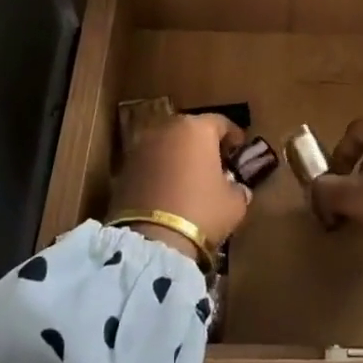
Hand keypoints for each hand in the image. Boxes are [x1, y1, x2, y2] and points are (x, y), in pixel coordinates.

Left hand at [108, 113, 250, 259]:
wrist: (151, 240)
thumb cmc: (202, 212)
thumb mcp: (234, 203)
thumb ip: (238, 188)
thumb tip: (236, 187)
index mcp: (197, 129)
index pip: (221, 122)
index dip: (233, 135)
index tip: (240, 149)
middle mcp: (167, 129)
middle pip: (190, 129)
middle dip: (203, 143)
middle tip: (215, 163)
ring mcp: (141, 147)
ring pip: (167, 145)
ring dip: (179, 156)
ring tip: (190, 178)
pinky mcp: (123, 169)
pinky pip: (150, 163)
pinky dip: (160, 171)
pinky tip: (168, 190)